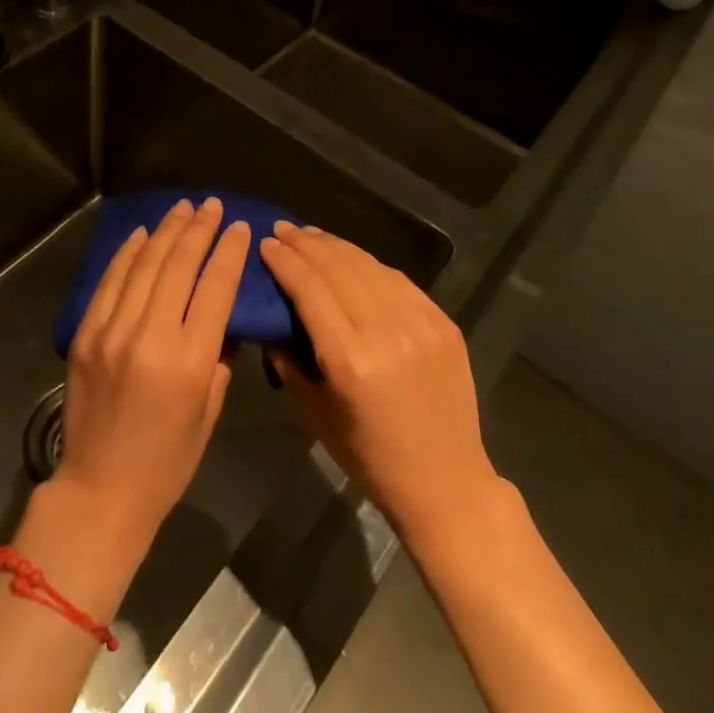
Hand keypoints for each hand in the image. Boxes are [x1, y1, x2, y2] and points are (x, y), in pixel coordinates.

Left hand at [55, 197, 250, 544]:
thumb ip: (219, 356)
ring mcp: (112, 331)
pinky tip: (143, 233)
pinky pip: (111, 281)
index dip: (230, 252)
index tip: (240, 227)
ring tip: (183, 208)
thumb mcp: (209, 411)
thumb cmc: (167, 460)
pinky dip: (129, 252)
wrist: (100, 490)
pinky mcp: (86, 333)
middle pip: (179, 265)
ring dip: (166, 231)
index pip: (216, 288)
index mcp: (189, 361)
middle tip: (213, 205)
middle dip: (199, 229)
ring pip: (144, 264)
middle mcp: (150, 336)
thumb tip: (221, 312)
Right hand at [259, 223, 505, 551]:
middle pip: (338, 267)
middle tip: (282, 230)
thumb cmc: (371, 458)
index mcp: (350, 360)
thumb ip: (289, 361)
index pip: (309, 288)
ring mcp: (420, 323)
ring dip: (335, 246)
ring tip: (311, 236)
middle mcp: (386, 331)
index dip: (284, 261)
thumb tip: (270, 319)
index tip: (266, 244)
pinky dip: (369, 264)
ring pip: (368, 265)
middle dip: (305, 244)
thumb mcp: (315, 414)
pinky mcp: (442, 322)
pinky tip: (351, 258)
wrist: (447, 483)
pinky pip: (398, 279)